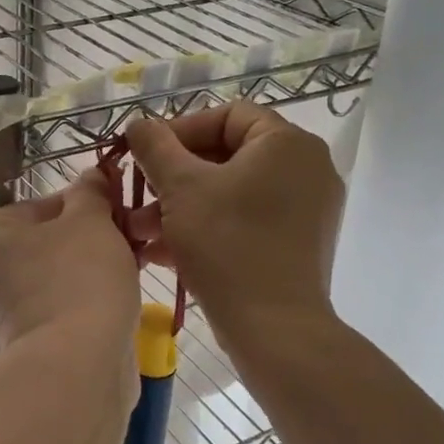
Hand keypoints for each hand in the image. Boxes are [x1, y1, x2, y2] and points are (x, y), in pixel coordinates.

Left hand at [0, 170, 139, 358]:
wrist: (73, 368)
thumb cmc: (78, 280)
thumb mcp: (91, 222)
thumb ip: (90, 193)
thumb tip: (93, 175)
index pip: (37, 208)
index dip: (83, 209)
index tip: (118, 218)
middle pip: (38, 248)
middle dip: (82, 246)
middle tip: (125, 249)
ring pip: (43, 284)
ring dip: (79, 279)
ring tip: (122, 281)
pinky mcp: (8, 353)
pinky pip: (45, 318)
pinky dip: (70, 313)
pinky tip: (104, 313)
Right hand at [124, 103, 344, 355]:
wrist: (274, 329)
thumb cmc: (227, 244)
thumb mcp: (180, 187)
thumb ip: (154, 146)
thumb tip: (138, 124)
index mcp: (287, 143)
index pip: (227, 115)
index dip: (179, 129)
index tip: (146, 154)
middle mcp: (306, 169)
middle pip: (226, 155)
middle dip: (173, 176)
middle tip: (138, 194)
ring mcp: (306, 209)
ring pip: (231, 192)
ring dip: (181, 206)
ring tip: (141, 230)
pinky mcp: (298, 244)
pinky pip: (245, 220)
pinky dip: (206, 227)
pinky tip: (163, 251)